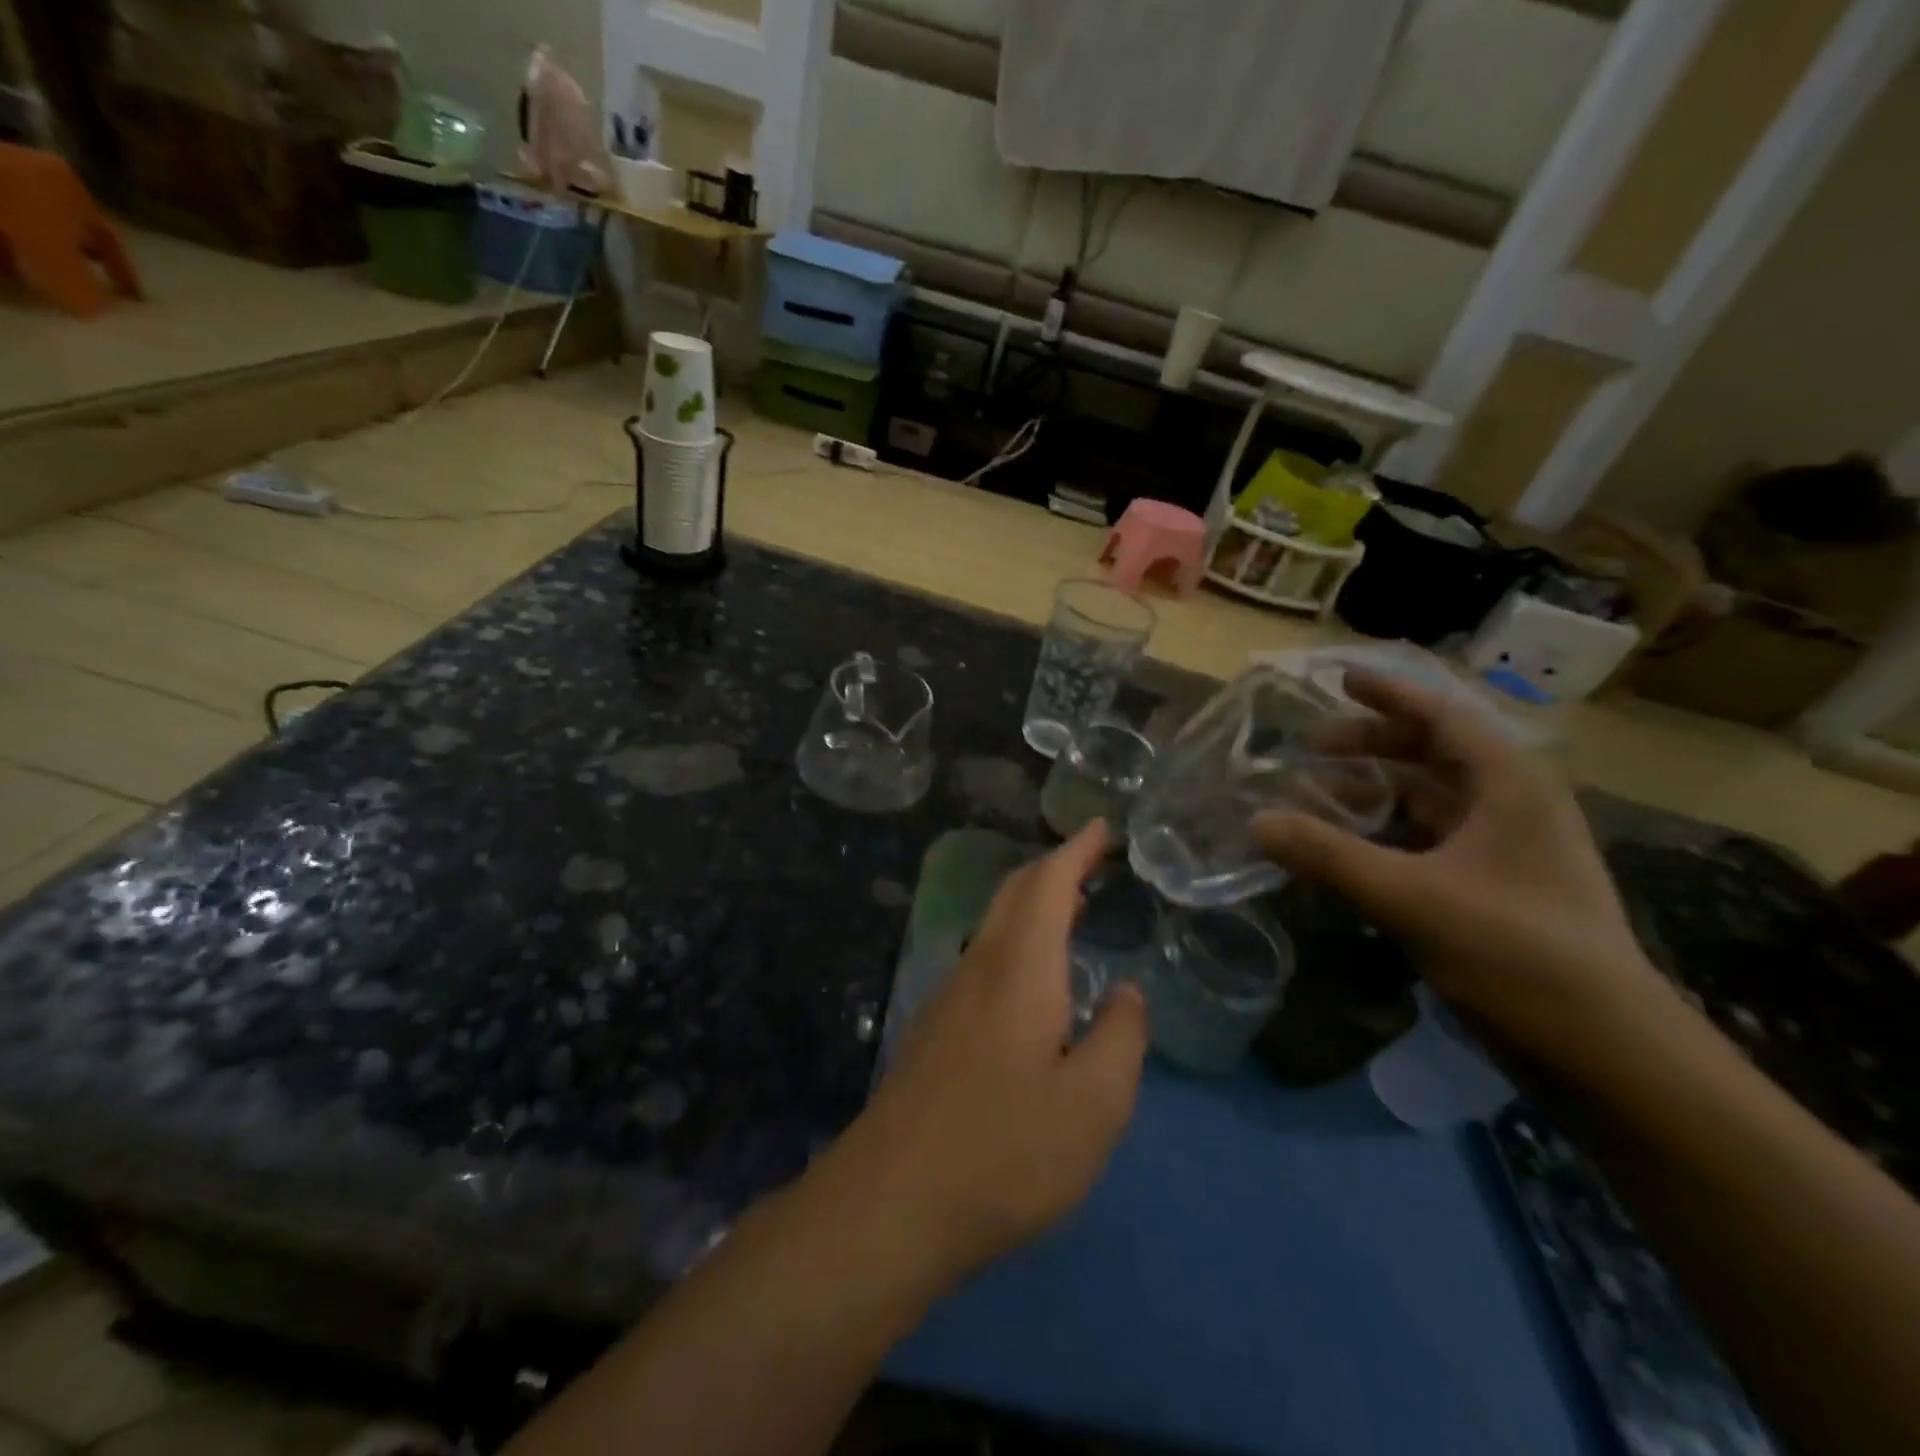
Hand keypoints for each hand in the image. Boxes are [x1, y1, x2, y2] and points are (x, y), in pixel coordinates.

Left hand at [845, 821, 1148, 1285]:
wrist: (891, 1202)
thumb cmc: (1005, 1150)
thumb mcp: (1094, 1105)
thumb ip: (1121, 1038)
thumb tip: (1126, 991)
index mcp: (1019, 969)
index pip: (1047, 884)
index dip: (1076, 850)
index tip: (1100, 826)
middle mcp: (978, 968)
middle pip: (1013, 895)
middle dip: (1053, 868)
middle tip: (1093, 861)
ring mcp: (948, 998)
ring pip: (994, 927)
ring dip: (1032, 904)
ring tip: (1072, 910)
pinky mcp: (934, 1031)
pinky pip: (984, 960)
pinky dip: (1017, 942)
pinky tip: (1034, 980)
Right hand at [1253, 671, 1664, 1063]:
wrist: (1605, 1052)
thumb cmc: (1517, 953)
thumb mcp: (1412, 897)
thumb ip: (1330, 855)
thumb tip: (1257, 821)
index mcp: (1510, 786)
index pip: (1444, 716)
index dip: (1391, 694)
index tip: (1339, 679)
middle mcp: (1513, 805)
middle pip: (1436, 752)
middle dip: (1374, 743)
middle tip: (1314, 746)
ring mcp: (1507, 849)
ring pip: (1432, 797)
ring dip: (1377, 788)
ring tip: (1319, 793)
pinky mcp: (1496, 887)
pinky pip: (1431, 837)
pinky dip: (1387, 831)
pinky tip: (1351, 846)